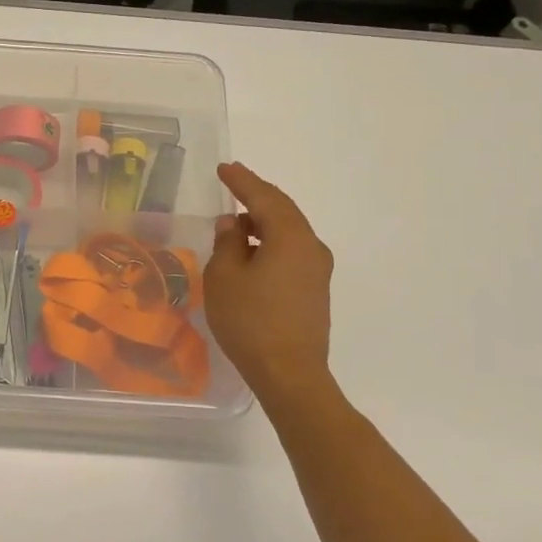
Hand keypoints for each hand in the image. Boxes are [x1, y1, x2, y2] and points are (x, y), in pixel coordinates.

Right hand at [203, 163, 336, 406]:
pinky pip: (291, 251)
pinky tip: (251, 252)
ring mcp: (317, 270)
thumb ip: (227, 243)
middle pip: (282, 210)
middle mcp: (311, 246)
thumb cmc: (250, 321)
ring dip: (262, 222)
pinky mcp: (314, 290)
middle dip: (256, 196)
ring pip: (288, 232)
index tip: (225, 168)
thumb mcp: (225, 277)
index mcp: (291, 237)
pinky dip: (270, 242)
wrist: (289, 374)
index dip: (242, 181)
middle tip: (232, 184)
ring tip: (235, 222)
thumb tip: (232, 224)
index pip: (263, 197)